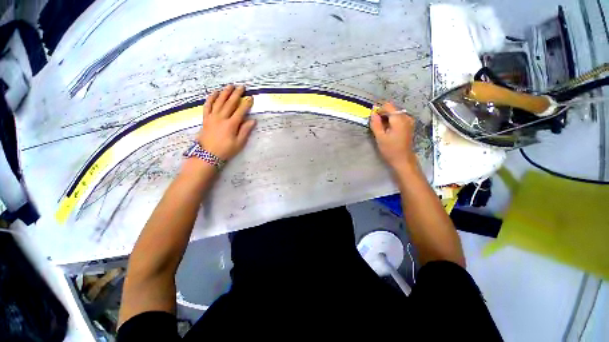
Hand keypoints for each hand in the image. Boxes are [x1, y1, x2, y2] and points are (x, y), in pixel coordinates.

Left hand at [198, 85, 255, 160]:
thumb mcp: (239, 143)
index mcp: (231, 124)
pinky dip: (211, 98)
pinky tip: (215, 93)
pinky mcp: (205, 118)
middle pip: (230, 103)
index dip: (246, 104)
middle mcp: (221, 118)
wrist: (207, 155)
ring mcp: (212, 117)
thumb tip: (253, 121)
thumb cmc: (226, 150)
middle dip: (237, 94)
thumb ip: (245, 131)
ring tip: (230, 86)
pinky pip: (207, 105)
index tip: (251, 97)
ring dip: (225, 93)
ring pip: (219, 101)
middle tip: (241, 87)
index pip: (241, 111)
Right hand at [370, 103, 417, 170]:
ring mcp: (409, 121)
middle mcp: (406, 117)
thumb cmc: (390, 149)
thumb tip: (372, 113)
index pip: (387, 106)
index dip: (378, 110)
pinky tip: (388, 131)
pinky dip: (391, 122)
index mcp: (399, 119)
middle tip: (376, 126)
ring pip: (394, 114)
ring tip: (381, 130)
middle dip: (382, 115)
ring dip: (386, 119)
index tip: (372, 119)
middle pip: (391, 109)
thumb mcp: (380, 137)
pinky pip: (398, 118)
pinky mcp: (409, 125)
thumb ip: (375, 124)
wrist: (403, 159)